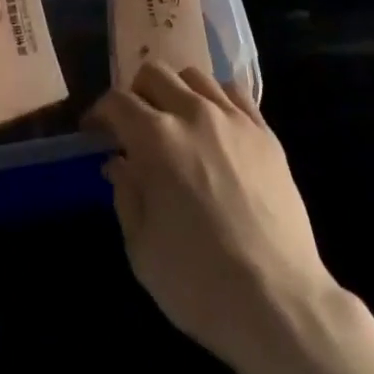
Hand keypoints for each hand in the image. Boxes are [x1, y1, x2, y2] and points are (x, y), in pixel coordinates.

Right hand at [84, 63, 333, 370]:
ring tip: (176, 122)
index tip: (94, 131)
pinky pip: (234, 92)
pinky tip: (215, 125)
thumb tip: (119, 163)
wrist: (278, 301)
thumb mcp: (142, 249)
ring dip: (176, 91)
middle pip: (155, 73)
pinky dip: (216, 98)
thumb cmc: (199, 282)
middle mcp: (193, 113)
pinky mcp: (265, 132)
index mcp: (156, 139)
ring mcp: (233, 118)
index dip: (99, 112)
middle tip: (134, 126)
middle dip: (136, 93)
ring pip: (195, 76)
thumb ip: (126, 195)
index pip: (117, 102)